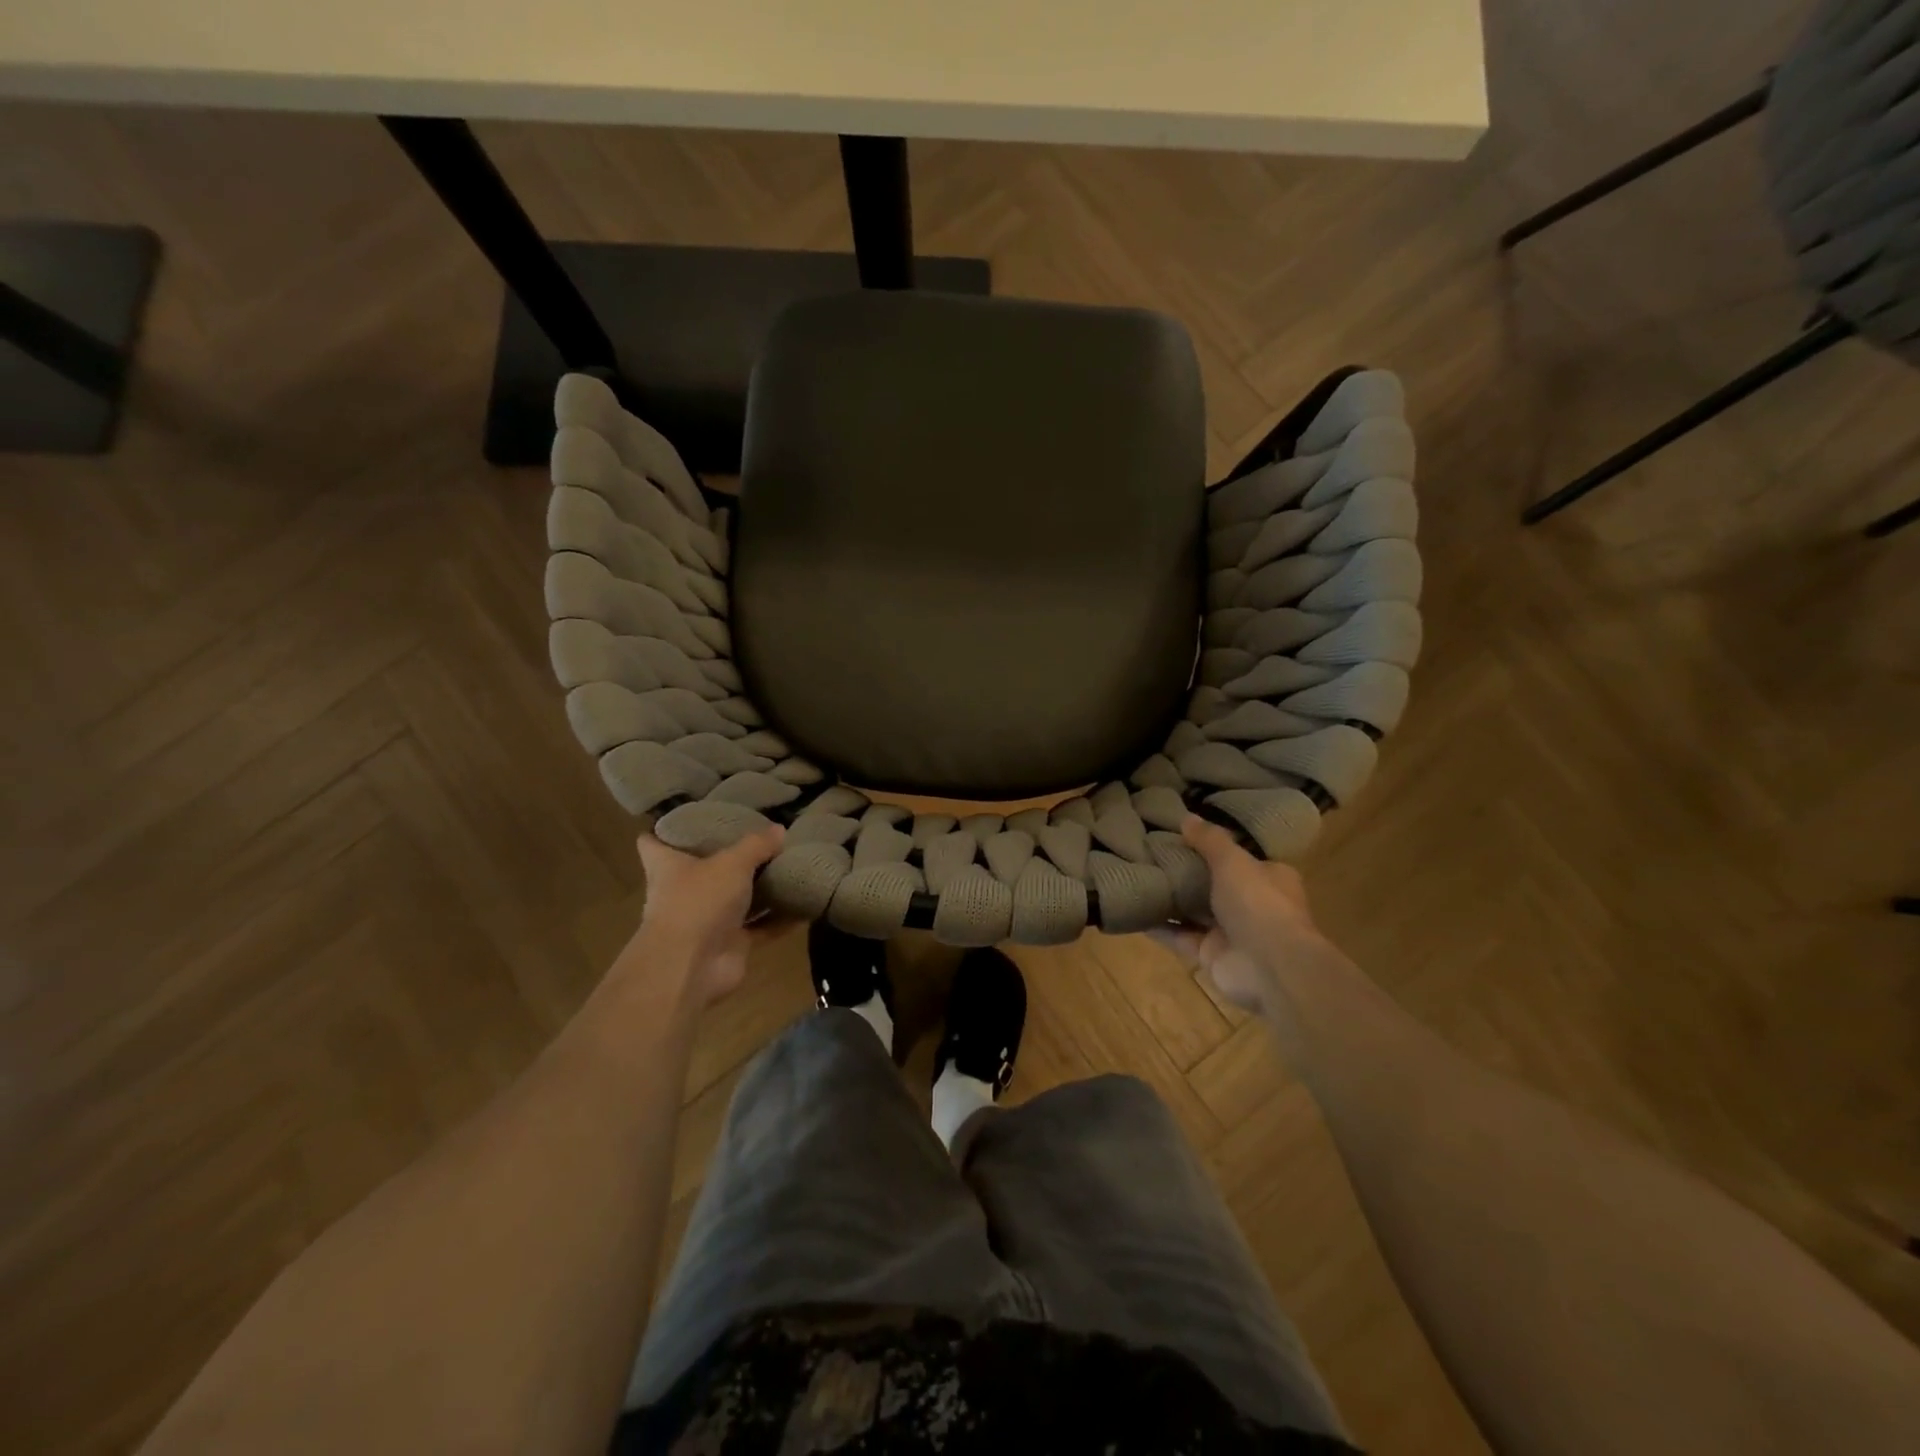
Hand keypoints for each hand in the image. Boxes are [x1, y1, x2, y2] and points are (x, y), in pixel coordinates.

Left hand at [631, 826, 784, 1007]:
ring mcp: (706, 920)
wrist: (691, 967)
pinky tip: (804, 904)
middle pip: (701, 869)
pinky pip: (760, 927)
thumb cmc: (699, 901)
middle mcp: (683, 891)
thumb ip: (756, 845)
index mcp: (667, 866)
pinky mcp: (730, 943)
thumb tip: (779, 829)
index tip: (688, 816)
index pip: (653, 841)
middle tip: (757, 835)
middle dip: (726, 857)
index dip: (666, 829)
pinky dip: (780, 919)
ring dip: (758, 889)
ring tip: (788, 865)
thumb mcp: (731, 863)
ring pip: (735, 899)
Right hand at [1153, 815, 1333, 1011]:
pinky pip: (1179, 936)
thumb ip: (1209, 840)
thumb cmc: (1259, 903)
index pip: (1241, 858)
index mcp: (1269, 878)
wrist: (1271, 967)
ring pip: (1194, 912)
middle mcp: (1252, 905)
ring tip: (1138, 877)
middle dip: (1187, 873)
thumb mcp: (1232, 861)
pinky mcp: (1210, 955)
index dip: (1214, 848)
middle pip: (1214, 885)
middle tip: (1152, 853)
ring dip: (1170, 900)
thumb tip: (1187, 817)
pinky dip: (1158, 926)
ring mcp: (1230, 932)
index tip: (1183, 836)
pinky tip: (1134, 910)